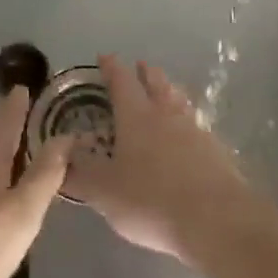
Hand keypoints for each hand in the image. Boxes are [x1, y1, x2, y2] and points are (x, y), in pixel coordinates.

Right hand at [66, 54, 252, 263]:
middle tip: (140, 66)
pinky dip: (186, 123)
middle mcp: (166, 115)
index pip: (121, 81)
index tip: (105, 56)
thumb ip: (79, 173)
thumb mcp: (104, 192)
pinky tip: (187, 135)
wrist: (217, 221)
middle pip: (156, 83)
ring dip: (169, 92)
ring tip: (166, 91)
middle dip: (146, 73)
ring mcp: (195, 132)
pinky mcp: (216, 153)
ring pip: (179, 102)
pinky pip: (196, 127)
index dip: (111, 68)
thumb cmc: (151, 200)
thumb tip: (60, 155)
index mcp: (136, 116)